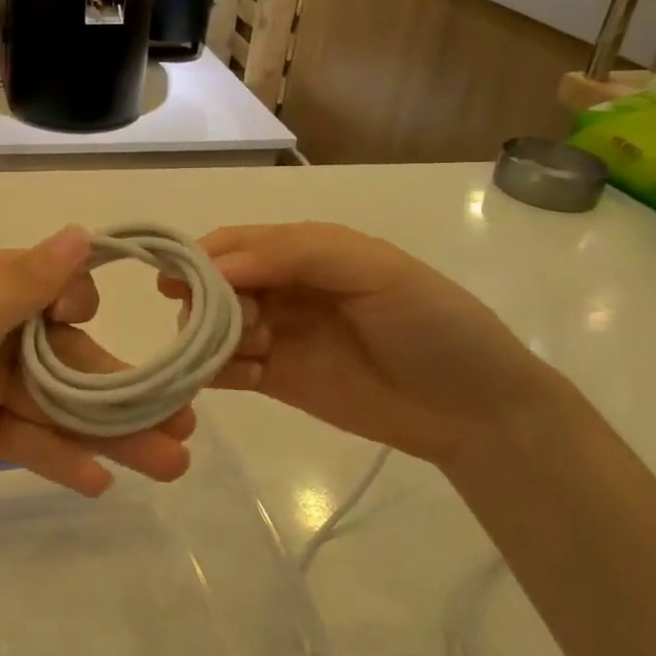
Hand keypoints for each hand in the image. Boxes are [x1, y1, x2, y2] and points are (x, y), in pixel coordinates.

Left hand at [0, 227, 193, 538]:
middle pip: (59, 350)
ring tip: (169, 463)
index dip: (81, 312)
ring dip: (104, 430)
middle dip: (115, 387)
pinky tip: (100, 483)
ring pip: (51, 400)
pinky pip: (24, 437)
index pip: (47, 285)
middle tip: (182, 422)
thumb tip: (83, 231)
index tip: (101, 339)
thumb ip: (22, 284)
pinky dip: (59, 456)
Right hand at [164, 222, 555, 467]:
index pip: (233, 243)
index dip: (200, 258)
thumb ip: (294, 254)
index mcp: (301, 250)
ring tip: (256, 355)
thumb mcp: (373, 269)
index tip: (177, 283)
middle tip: (241, 325)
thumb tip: (215, 268)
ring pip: (213, 326)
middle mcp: (280, 287)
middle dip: (209, 302)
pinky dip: (219, 372)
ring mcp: (275, 334)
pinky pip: (226, 369)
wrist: (478, 411)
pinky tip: (245, 379)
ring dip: (214, 337)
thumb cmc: (431, 324)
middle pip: (214, 285)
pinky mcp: (275, 378)